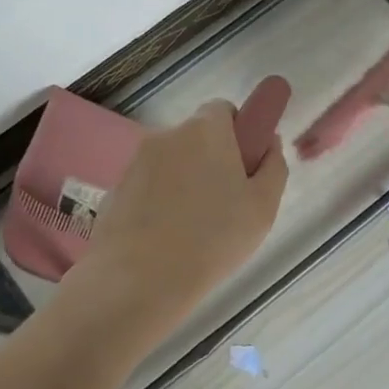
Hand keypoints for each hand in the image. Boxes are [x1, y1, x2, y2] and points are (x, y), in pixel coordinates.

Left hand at [69, 99, 287, 338]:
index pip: (224, 110)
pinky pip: (148, 186)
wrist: (141, 279)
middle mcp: (167, 136)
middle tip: (226, 203)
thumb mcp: (263, 206)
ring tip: (195, 228)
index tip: (245, 167)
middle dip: (212, 160)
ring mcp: (136, 162)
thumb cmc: (214, 239)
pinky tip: (167, 237)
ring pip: (172, 163)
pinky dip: (159, 201)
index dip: (238, 133)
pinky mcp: (115, 189)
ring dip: (185, 182)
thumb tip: (268, 142)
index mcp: (206, 131)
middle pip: (197, 138)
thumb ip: (273, 166)